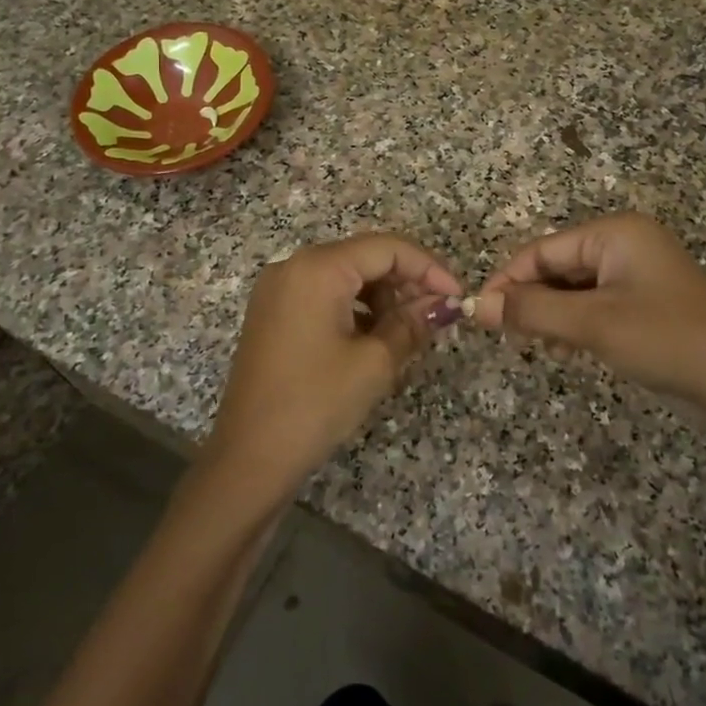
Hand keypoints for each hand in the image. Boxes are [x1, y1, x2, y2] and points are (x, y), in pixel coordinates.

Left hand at [203, 235, 463, 501]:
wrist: (248, 457)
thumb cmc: (315, 404)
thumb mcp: (374, 363)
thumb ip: (412, 324)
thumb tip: (444, 305)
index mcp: (318, 268)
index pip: (387, 248)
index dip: (429, 268)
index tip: (457, 297)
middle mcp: (294, 266)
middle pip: (364, 256)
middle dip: (406, 282)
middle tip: (437, 315)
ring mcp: (279, 289)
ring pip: (345, 275)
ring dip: (382, 296)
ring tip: (410, 330)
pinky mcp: (273, 312)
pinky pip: (324, 294)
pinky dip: (355, 308)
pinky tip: (375, 337)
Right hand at [475, 213, 705, 425]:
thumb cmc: (666, 341)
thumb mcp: (593, 325)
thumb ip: (532, 311)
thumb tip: (477, 306)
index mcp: (616, 233)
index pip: (543, 249)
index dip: (508, 279)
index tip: (479, 313)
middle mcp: (624, 245)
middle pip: (556, 266)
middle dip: (531, 300)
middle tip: (508, 338)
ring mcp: (635, 275)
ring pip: (572, 289)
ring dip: (550, 316)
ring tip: (539, 347)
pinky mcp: (642, 304)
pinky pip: (592, 305)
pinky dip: (573, 325)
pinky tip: (565, 351)